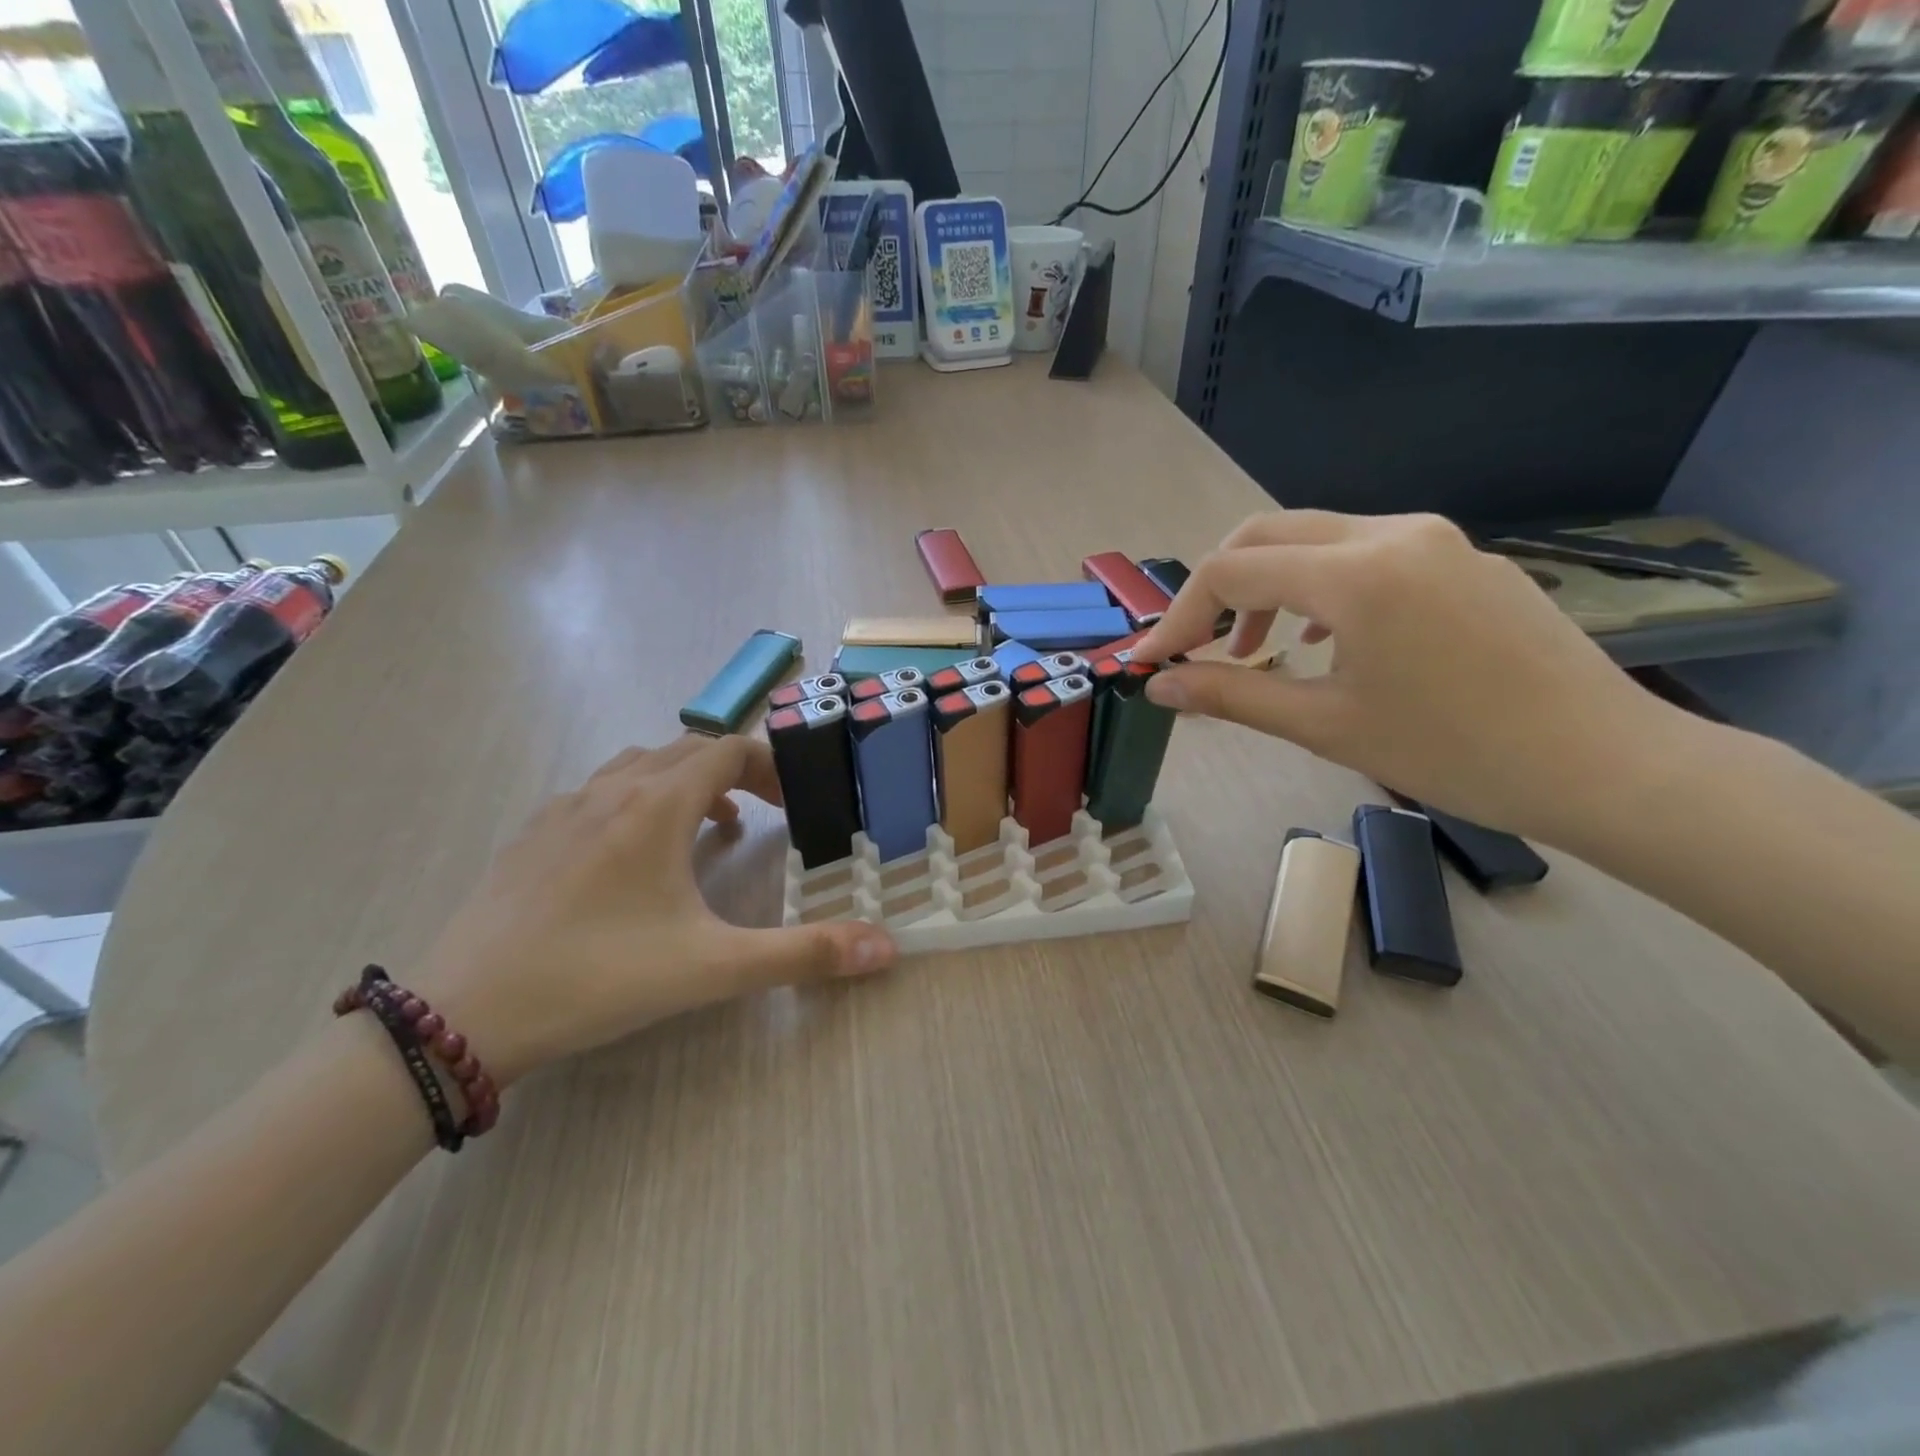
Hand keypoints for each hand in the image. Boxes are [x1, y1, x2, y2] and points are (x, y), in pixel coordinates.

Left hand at [410, 737, 896, 1084]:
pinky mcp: (532, 835)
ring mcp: (564, 808)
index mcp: (656, 805)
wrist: (463, 1014)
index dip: (770, 767)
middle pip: (686, 748)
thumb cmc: (599, 977)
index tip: (793, 805)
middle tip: (765, 815)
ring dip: (685, 783)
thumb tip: (887, 948)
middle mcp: (611, 789)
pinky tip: (635, 858)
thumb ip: (805, 955)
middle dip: (735, 772)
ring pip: (639, 765)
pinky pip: (599, 791)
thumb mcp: (714, 968)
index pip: (728, 749)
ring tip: (708, 831)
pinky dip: (637, 802)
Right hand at [1133, 511, 1679, 839]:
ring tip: (1258, 649)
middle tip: (1197, 646)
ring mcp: (1435, 539)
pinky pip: (1367, 551)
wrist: (1604, 763)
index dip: (1180, 616)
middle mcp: (1392, 533)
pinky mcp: (1463, 558)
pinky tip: (1325, 636)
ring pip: (1316, 537)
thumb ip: (1233, 696)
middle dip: (1217, 588)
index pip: (1232, 571)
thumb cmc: (1454, 752)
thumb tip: (1160, 686)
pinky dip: (1320, 584)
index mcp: (1356, 574)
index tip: (1155, 662)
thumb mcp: (1326, 727)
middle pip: (1267, 533)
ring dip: (1268, 584)